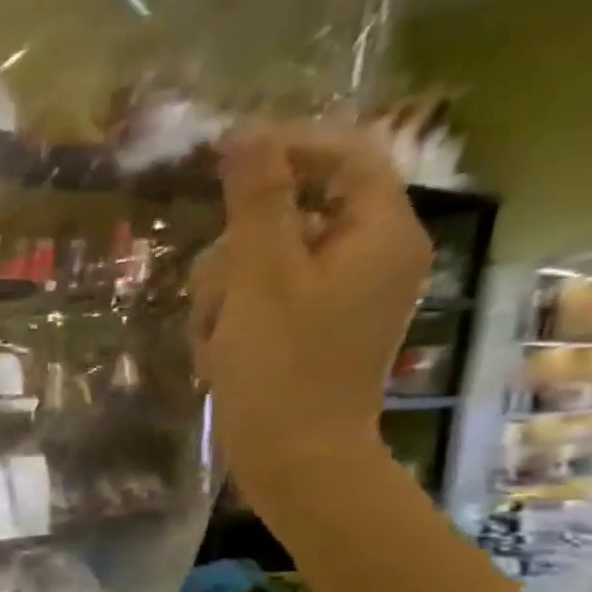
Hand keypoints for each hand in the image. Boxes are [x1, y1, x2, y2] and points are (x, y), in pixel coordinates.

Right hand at [190, 121, 432, 508]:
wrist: (293, 457)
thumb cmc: (281, 367)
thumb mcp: (261, 277)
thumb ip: (258, 201)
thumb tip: (247, 133)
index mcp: (379, 234)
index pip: (346, 157)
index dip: (288, 149)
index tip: (223, 161)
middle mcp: (369, 258)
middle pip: (294, 213)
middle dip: (239, 247)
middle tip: (213, 288)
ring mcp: (338, 298)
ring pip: (265, 260)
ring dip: (224, 290)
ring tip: (213, 335)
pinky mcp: (310, 330)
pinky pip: (262, 298)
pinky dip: (232, 317)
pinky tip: (218, 351)